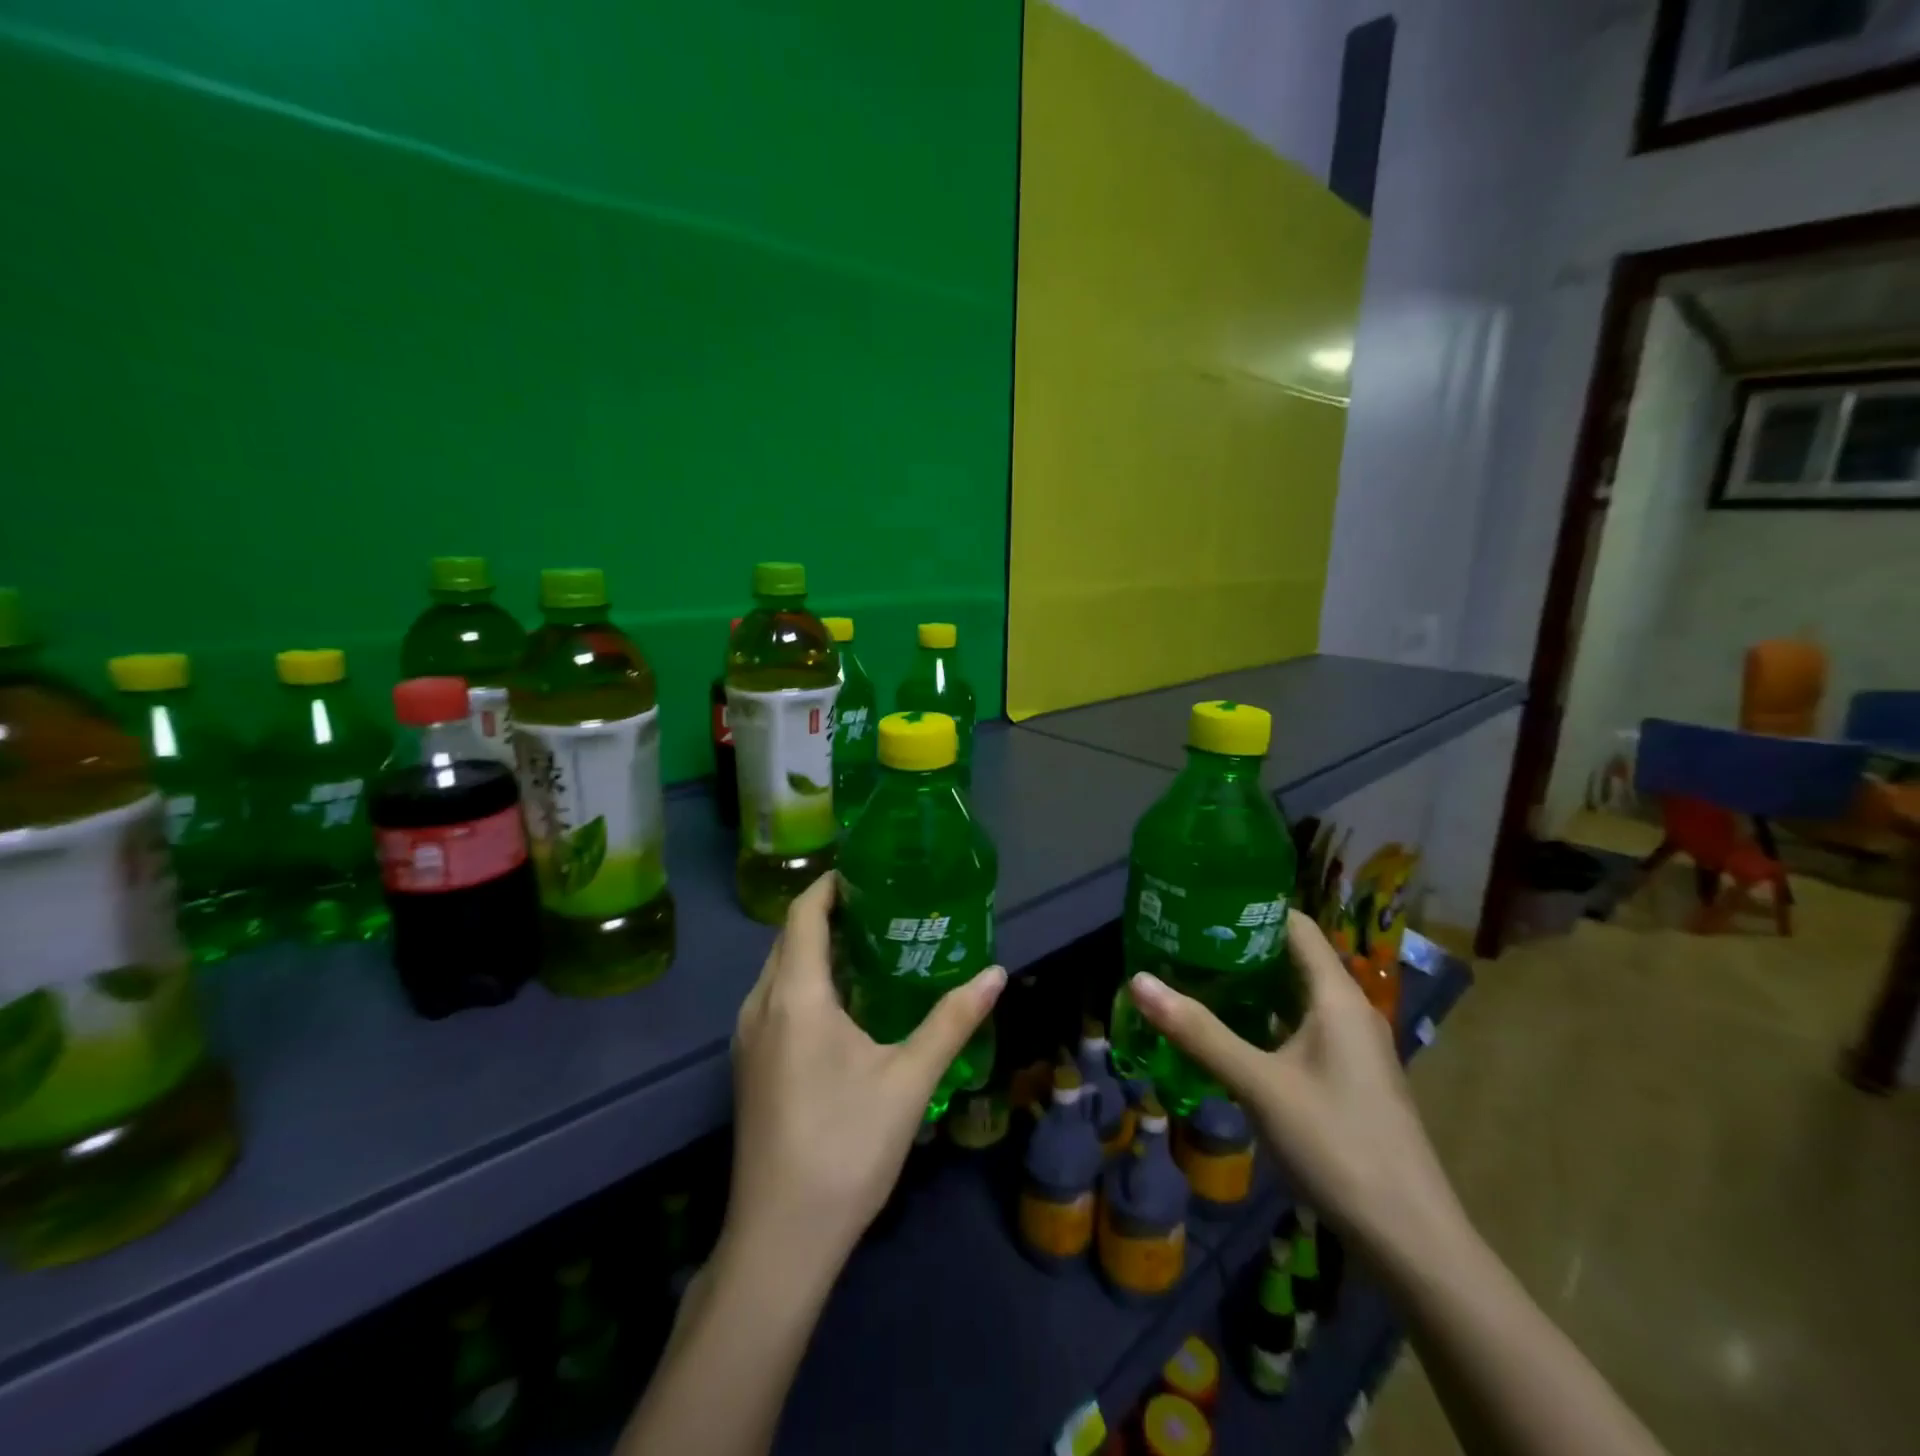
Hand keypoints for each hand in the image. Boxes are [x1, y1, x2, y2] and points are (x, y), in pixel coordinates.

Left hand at [725, 873, 1006, 1268]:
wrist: (780, 1239)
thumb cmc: (846, 1146)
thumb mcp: (909, 1080)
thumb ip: (952, 1020)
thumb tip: (996, 973)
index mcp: (795, 996)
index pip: (804, 914)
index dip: (831, 885)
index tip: (870, 873)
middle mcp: (760, 1006)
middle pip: (789, 938)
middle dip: (829, 914)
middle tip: (884, 907)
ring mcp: (747, 1038)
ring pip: (779, 970)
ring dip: (816, 949)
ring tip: (870, 947)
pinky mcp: (748, 1066)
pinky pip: (775, 999)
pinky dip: (805, 981)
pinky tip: (844, 1005)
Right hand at [1127, 911, 1461, 1267]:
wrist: (1410, 1239)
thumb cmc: (1337, 1144)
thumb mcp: (1259, 1085)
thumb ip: (1199, 1032)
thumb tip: (1139, 980)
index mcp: (1337, 997)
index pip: (1295, 926)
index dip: (1251, 909)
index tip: (1200, 904)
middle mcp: (1349, 1011)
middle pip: (1292, 958)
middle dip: (1239, 947)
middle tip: (1183, 939)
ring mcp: (1351, 1046)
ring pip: (1295, 996)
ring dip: (1250, 985)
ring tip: (1195, 975)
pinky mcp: (1347, 1077)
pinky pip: (1300, 1028)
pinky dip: (1265, 1019)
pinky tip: (1228, 1031)